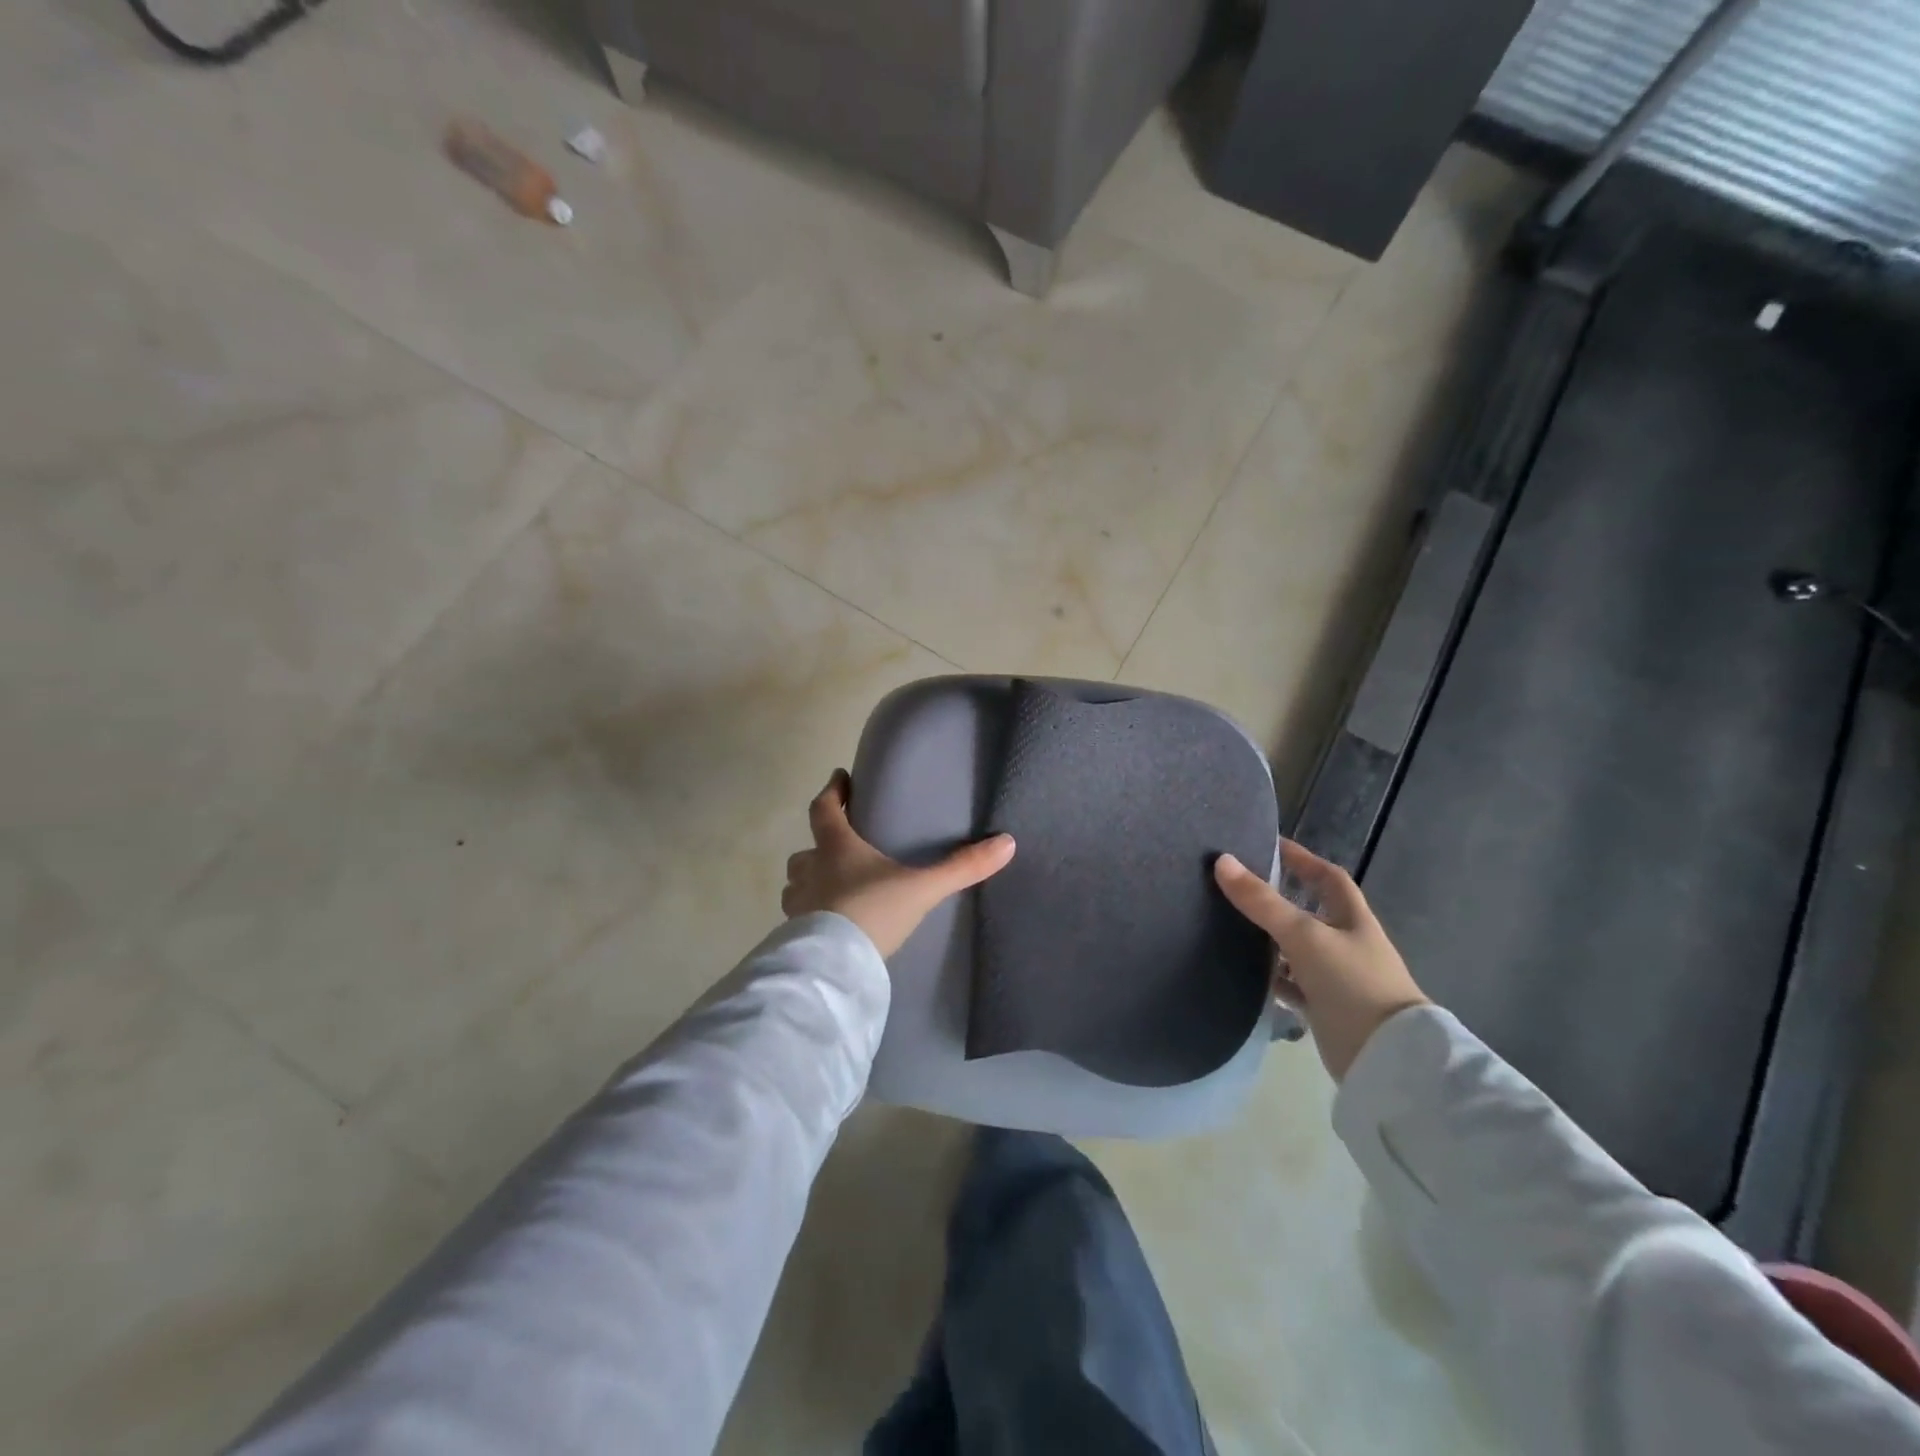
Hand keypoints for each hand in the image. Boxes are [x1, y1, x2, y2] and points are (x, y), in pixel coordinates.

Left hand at [782, 770, 1016, 958]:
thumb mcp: (922, 889)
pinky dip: (809, 915)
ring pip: (796, 884)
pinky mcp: (795, 935)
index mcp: (837, 849)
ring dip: (809, 881)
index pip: (825, 809)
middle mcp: (811, 872)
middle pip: (805, 851)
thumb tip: (1007, 843)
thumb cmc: (873, 912)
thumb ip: (962, 867)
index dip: (832, 791)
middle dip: (818, 846)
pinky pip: (798, 917)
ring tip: (830, 887)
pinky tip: (827, 926)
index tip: (839, 777)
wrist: (836, 966)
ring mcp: (798, 905)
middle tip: (836, 846)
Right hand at [1214, 840, 1427, 1081]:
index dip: (1302, 859)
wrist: (1386, 1059)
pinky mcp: (1323, 1007)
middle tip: (1236, 885)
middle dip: (1277, 898)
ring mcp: (1335, 977)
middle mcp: (1345, 943)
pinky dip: (1270, 977)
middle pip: (1308, 911)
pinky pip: (1290, 984)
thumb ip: (1262, 902)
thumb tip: (1222, 861)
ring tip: (1228, 924)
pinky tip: (1242, 971)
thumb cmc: (1352, 983)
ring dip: (1269, 939)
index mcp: (1352, 919)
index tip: (1268, 846)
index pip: (1327, 877)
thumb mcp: (1304, 936)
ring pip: (1295, 948)